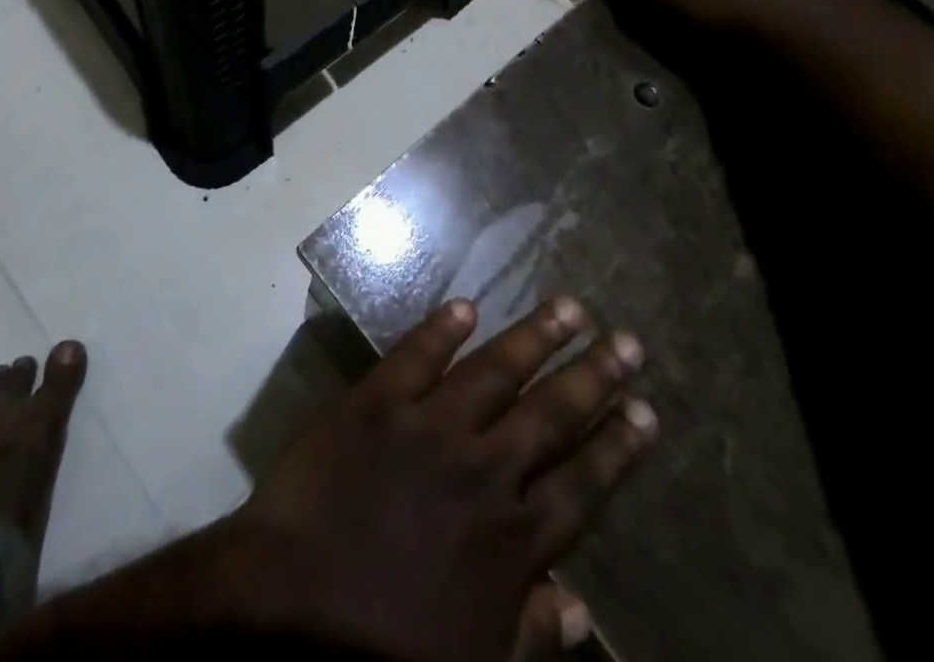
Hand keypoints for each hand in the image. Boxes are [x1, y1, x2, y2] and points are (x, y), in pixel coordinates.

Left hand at [225, 296, 655, 661]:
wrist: (287, 614)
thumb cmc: (381, 649)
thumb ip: (527, 635)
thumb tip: (580, 608)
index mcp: (508, 539)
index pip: (580, 483)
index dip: (616, 446)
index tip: (646, 411)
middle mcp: (481, 471)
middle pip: (550, 414)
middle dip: (593, 377)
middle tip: (628, 341)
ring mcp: (428, 427)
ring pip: (495, 371)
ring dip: (535, 336)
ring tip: (571, 306)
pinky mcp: (376, 402)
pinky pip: (416, 355)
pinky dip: (442, 328)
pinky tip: (466, 306)